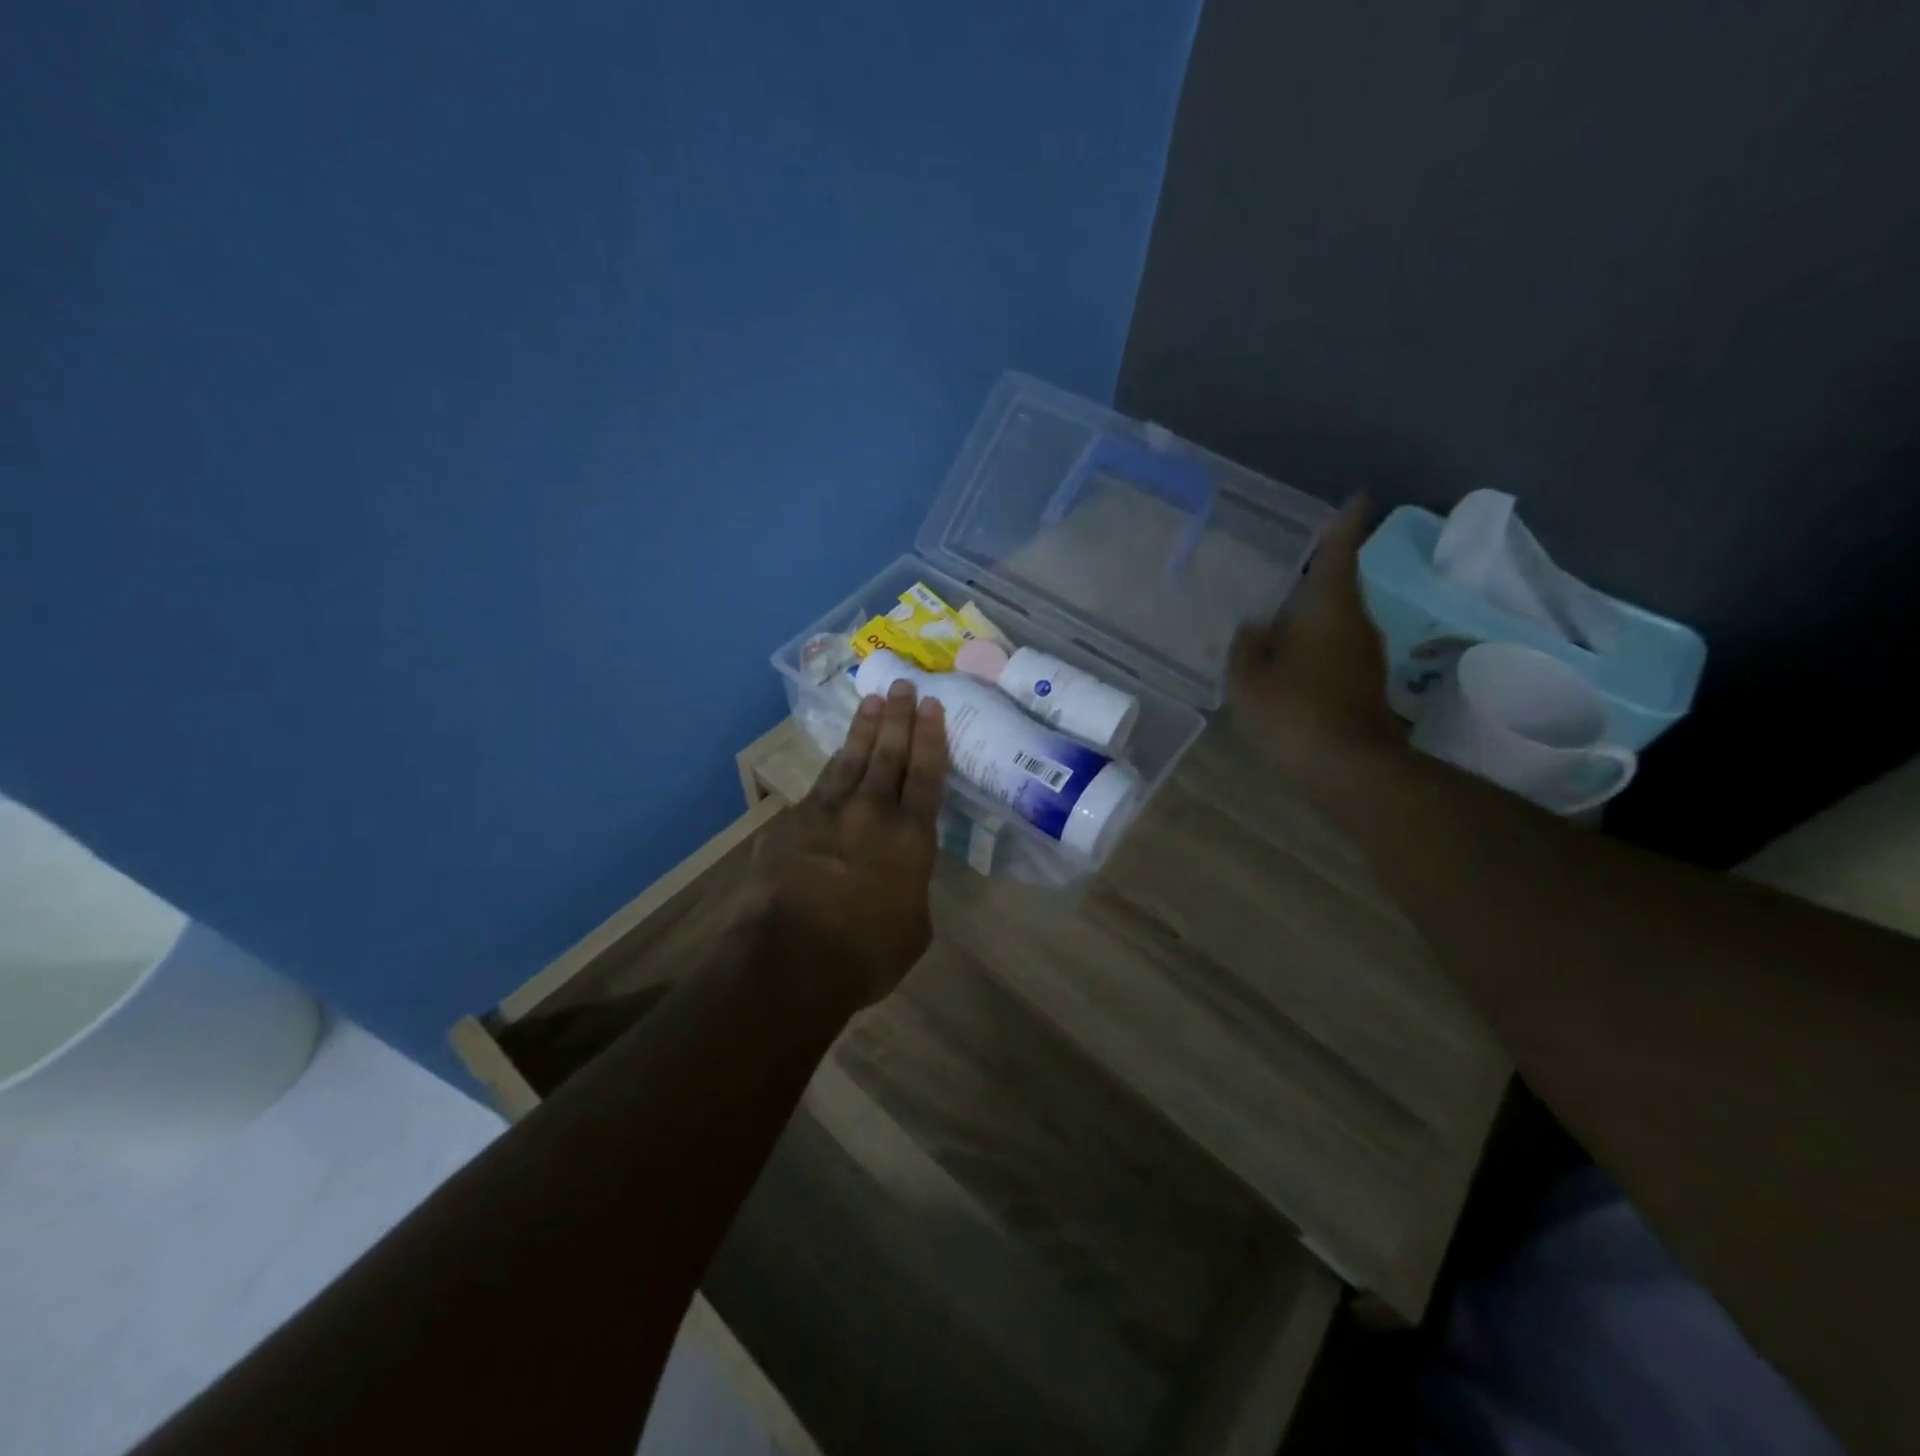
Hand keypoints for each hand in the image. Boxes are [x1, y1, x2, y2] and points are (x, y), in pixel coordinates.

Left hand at [740, 682, 947, 1008]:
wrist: (789, 960)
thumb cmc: (865, 955)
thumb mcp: (913, 928)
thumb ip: (911, 890)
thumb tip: (900, 878)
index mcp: (911, 838)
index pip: (926, 775)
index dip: (931, 738)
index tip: (931, 705)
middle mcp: (872, 813)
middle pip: (888, 755)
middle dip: (898, 718)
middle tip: (902, 685)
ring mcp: (826, 813)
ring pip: (850, 760)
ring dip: (863, 730)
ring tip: (871, 702)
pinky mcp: (790, 823)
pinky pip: (817, 790)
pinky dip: (831, 772)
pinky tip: (834, 762)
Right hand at [1228, 495, 1405, 787]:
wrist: (1349, 769)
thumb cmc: (1294, 713)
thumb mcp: (1249, 679)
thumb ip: (1246, 647)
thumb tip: (1256, 627)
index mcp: (1328, 609)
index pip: (1339, 553)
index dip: (1345, 524)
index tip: (1359, 497)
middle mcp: (1354, 623)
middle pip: (1338, 586)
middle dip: (1317, 573)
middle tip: (1288, 562)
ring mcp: (1363, 656)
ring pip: (1336, 620)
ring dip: (1312, 612)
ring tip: (1278, 611)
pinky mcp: (1363, 685)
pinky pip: (1334, 648)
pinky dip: (1314, 643)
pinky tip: (1287, 657)